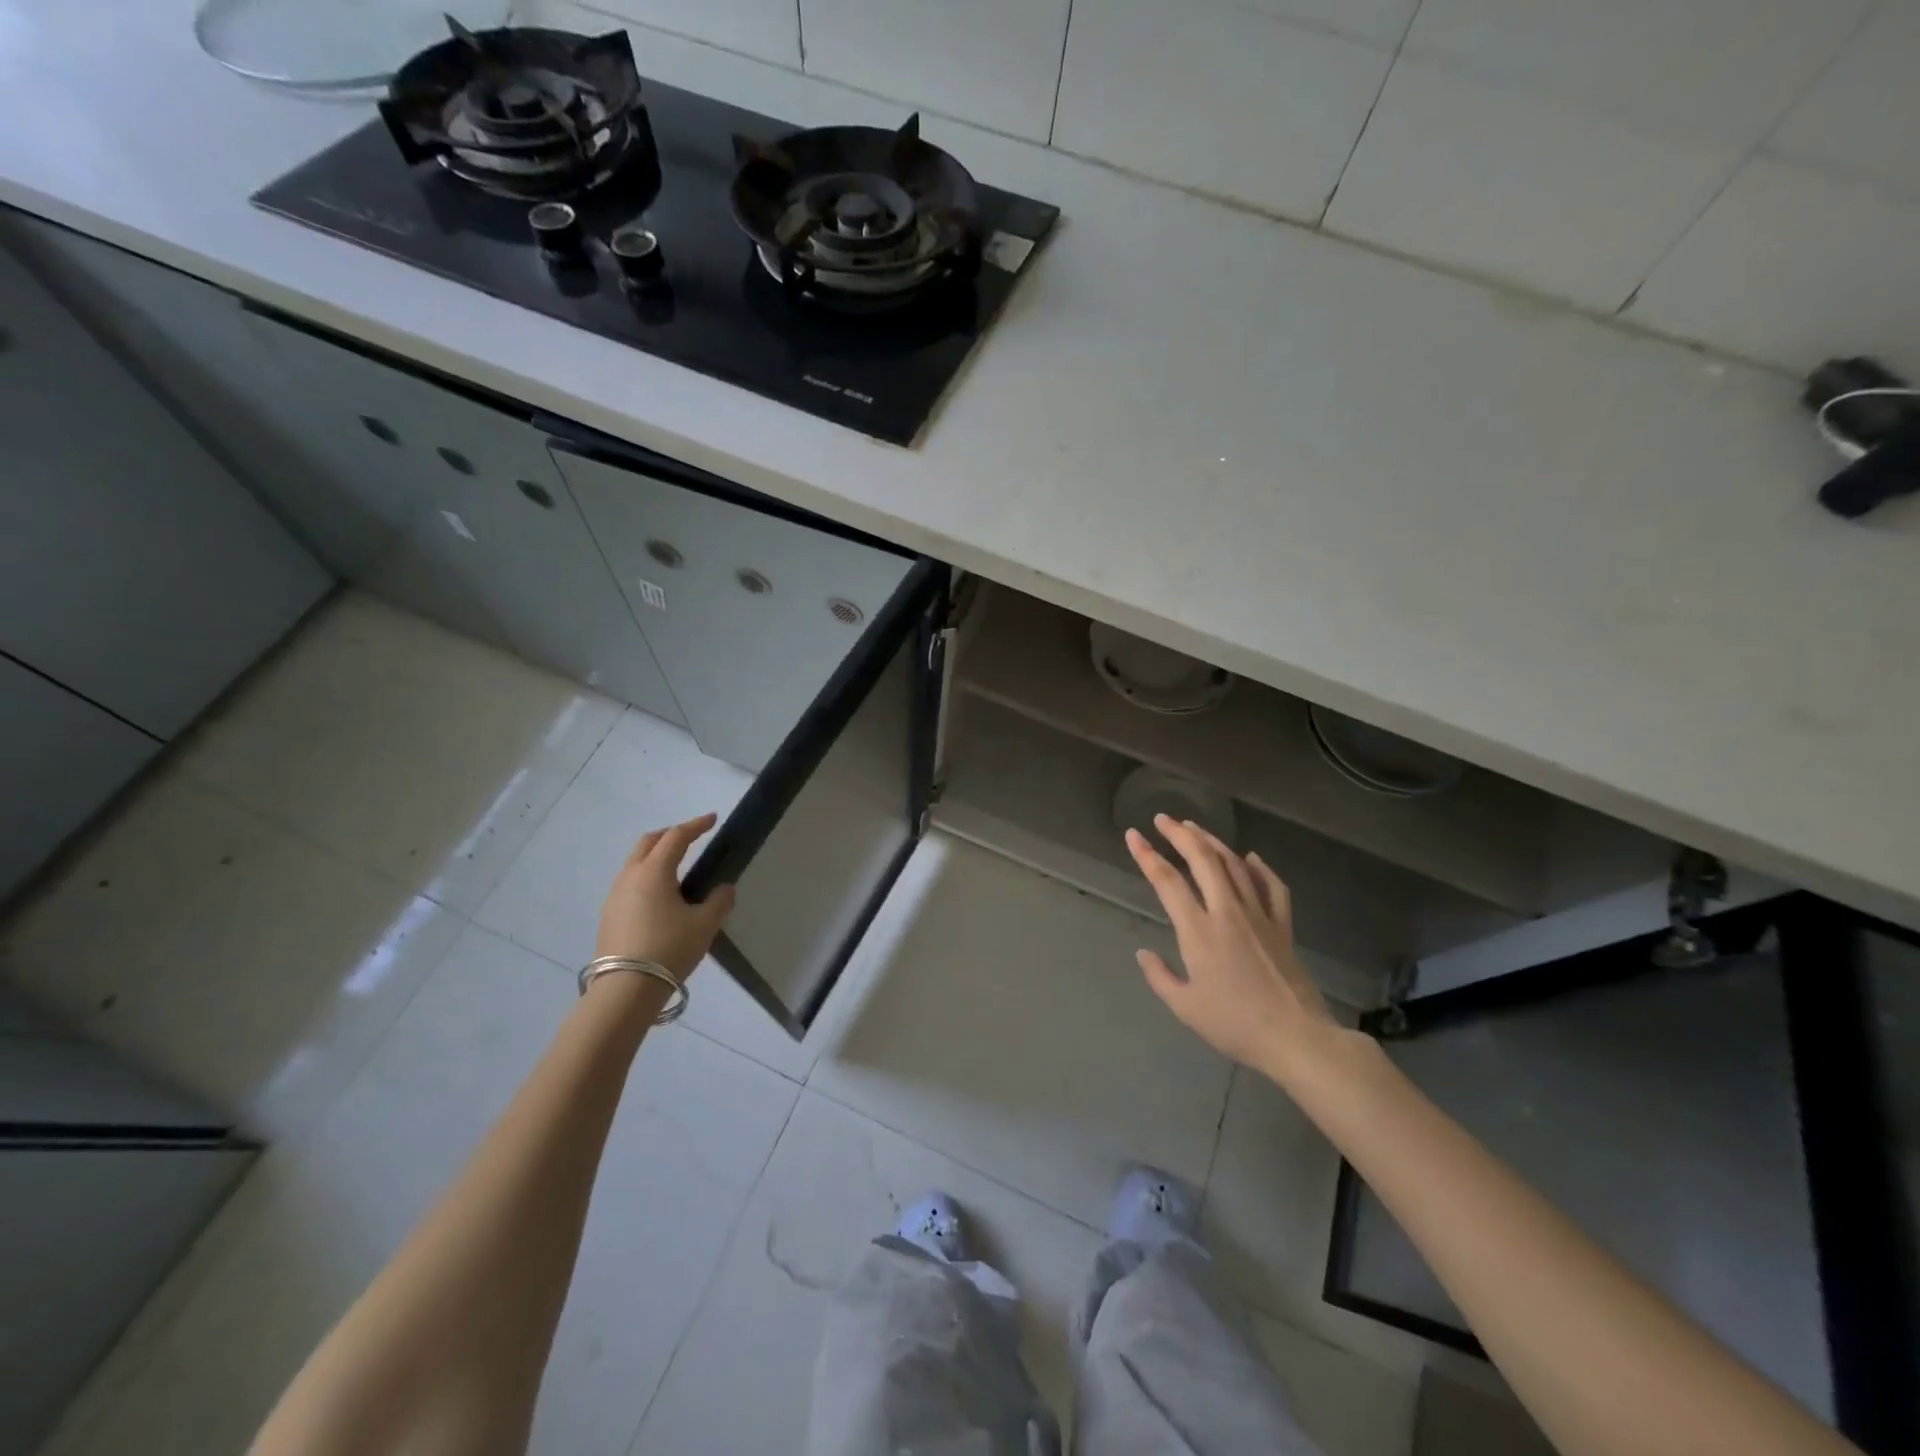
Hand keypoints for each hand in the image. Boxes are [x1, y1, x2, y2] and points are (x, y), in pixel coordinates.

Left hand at [595, 814, 735, 978]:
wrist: (625, 991)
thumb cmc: (669, 949)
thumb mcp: (704, 925)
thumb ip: (718, 901)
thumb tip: (724, 888)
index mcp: (654, 872)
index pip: (676, 837)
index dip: (696, 825)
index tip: (713, 819)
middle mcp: (630, 877)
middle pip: (648, 843)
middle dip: (671, 835)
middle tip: (692, 837)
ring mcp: (614, 896)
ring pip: (636, 863)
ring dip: (657, 856)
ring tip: (678, 867)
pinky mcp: (609, 915)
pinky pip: (630, 883)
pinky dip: (647, 876)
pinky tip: (661, 896)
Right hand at [1126, 814, 1338, 1077]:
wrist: (1296, 1038)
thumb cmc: (1235, 1024)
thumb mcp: (1185, 1007)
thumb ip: (1160, 977)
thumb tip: (1143, 953)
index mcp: (1199, 931)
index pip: (1167, 881)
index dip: (1147, 855)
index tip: (1133, 835)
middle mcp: (1227, 912)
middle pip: (1203, 860)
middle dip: (1180, 834)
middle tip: (1162, 819)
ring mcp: (1259, 916)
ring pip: (1234, 865)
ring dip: (1212, 842)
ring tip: (1195, 828)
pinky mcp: (1283, 926)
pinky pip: (1272, 887)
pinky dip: (1261, 868)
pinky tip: (1251, 857)